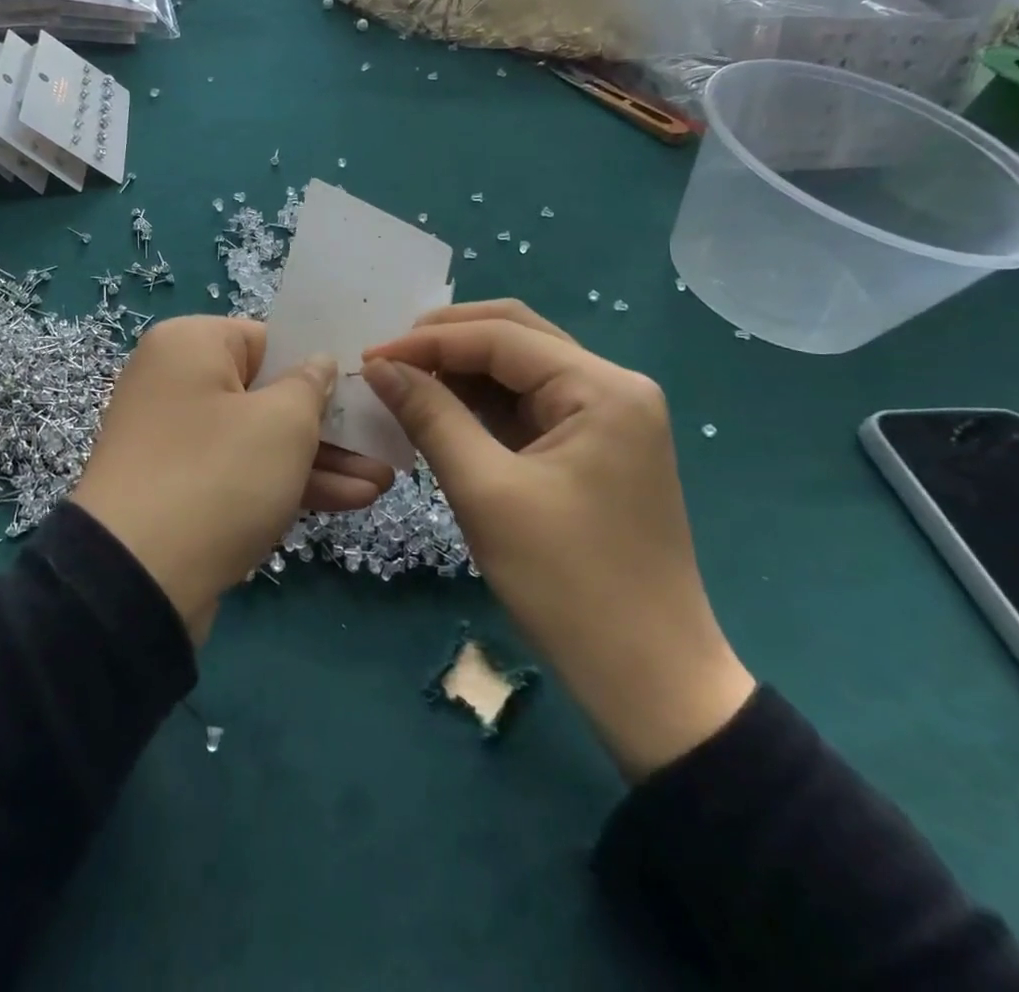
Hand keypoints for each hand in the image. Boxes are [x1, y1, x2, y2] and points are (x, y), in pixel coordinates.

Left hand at [72, 316, 391, 644]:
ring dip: (319, 459)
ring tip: (382, 479)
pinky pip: (242, 471)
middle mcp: (177, 381)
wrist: (135, 580)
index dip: (321, 365)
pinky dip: (288, 482)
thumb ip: (311, 386)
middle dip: (330, 424)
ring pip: (260, 437)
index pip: (269, 340)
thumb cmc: (217, 476)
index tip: (365, 390)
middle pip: (268, 392)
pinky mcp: (181, 487)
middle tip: (383, 441)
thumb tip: (318, 365)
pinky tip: (351, 499)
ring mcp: (176, 437)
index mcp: (190, 344)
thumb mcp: (282, 423)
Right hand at [362, 301, 753, 779]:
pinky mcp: (596, 448)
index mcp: (603, 388)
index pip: (501, 337)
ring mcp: (609, 418)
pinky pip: (529, 406)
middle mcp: (614, 387)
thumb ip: (431, 416)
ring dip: (461, 371)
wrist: (650, 681)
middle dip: (446, 342)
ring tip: (404, 385)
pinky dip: (482, 404)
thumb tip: (381, 366)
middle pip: (516, 337)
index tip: (368, 357)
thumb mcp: (486, 492)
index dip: (428, 341)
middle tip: (387, 362)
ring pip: (521, 369)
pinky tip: (441, 412)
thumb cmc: (568, 584)